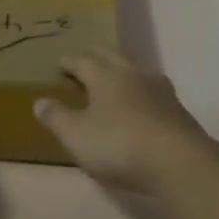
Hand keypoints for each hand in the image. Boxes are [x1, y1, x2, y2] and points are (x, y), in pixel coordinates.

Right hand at [34, 51, 218, 193]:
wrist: (179, 161)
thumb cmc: (119, 144)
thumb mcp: (77, 135)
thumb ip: (57, 117)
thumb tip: (39, 101)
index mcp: (105, 75)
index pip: (83, 61)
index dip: (69, 62)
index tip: (60, 63)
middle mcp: (132, 74)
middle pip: (112, 57)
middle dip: (97, 58)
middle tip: (86, 62)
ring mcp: (159, 90)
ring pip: (136, 72)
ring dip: (122, 74)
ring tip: (115, 81)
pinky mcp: (177, 109)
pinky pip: (153, 93)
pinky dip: (142, 95)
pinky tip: (141, 107)